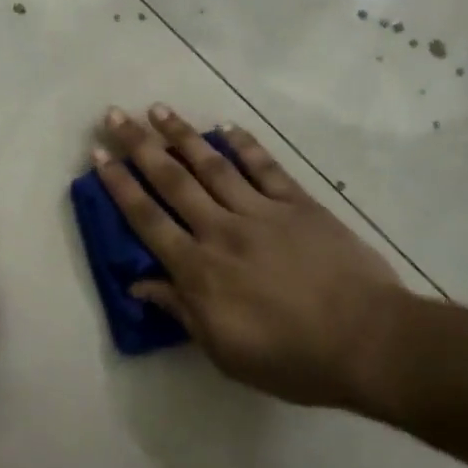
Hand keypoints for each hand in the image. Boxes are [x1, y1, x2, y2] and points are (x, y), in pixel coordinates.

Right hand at [93, 105, 407, 409]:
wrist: (368, 342)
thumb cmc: (292, 358)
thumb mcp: (225, 351)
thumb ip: (181, 311)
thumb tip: (139, 285)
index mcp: (199, 269)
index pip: (148, 220)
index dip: (120, 187)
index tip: (98, 157)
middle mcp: (221, 230)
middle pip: (172, 181)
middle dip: (139, 146)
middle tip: (115, 116)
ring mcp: (261, 212)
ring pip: (212, 164)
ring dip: (182, 135)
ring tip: (158, 109)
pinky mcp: (298, 204)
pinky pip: (265, 167)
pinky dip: (244, 144)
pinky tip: (226, 126)